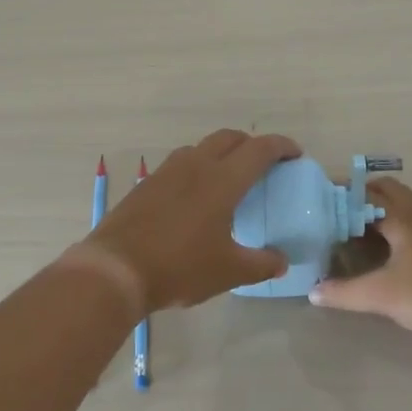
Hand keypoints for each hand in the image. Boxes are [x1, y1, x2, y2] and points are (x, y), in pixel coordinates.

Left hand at [73, 129, 298, 315]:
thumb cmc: (180, 267)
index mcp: (222, 180)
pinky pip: (180, 163)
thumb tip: (281, 261)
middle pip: (229, 138)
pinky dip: (197, 167)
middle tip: (264, 163)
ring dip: (221, 152)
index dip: (281, 146)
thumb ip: (261, 264)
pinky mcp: (147, 183)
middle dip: (251, 144)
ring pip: (201, 147)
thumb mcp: (228, 272)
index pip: (259, 149)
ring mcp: (167, 171)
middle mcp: (195, 165)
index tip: (295, 154)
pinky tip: (195, 195)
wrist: (116, 268)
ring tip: (229, 177)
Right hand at [310, 177, 411, 344]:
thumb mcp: (382, 296)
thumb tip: (313, 291)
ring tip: (375, 223)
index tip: (324, 201)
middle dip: (367, 194)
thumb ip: (345, 293)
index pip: (366, 196)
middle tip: (345, 211)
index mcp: (402, 218)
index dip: (344, 197)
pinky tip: (407, 243)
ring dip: (393, 203)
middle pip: (392, 189)